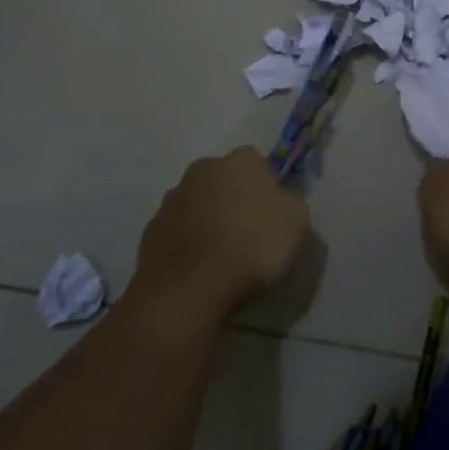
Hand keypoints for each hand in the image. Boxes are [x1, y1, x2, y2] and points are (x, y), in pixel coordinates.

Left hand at [130, 148, 311, 327]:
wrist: (191, 288)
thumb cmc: (253, 247)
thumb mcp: (297, 222)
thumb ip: (289, 201)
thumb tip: (279, 199)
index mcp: (241, 161)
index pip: (258, 163)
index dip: (267, 187)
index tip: (272, 213)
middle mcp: (203, 169)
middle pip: (224, 179)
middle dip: (233, 198)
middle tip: (248, 232)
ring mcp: (172, 198)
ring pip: (198, 203)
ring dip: (208, 218)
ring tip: (222, 254)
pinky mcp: (151, 229)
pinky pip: (178, 229)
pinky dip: (188, 241)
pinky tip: (199, 266)